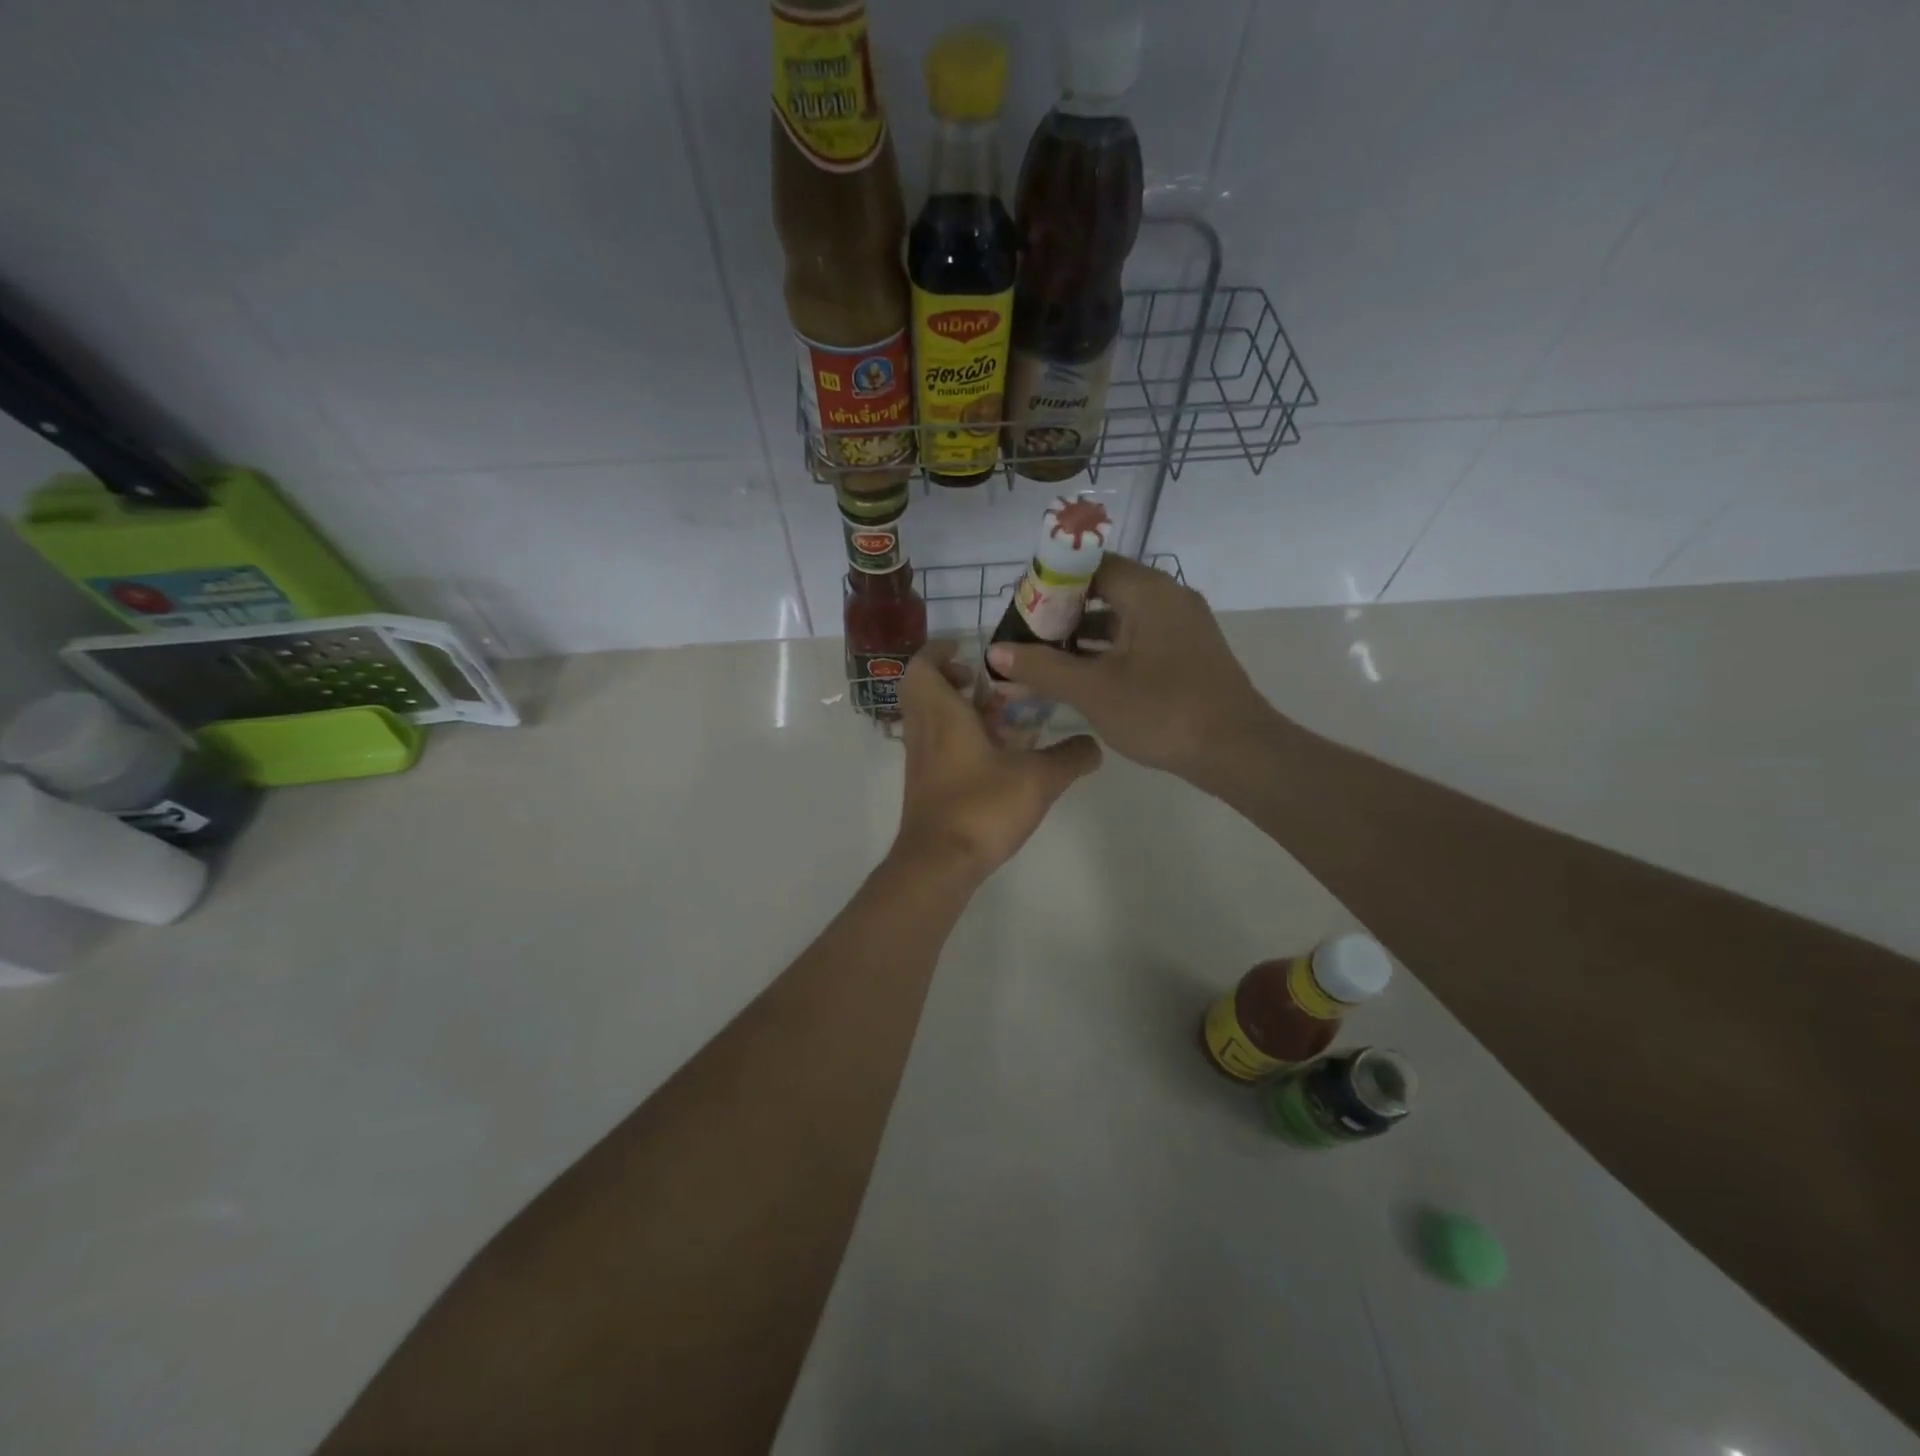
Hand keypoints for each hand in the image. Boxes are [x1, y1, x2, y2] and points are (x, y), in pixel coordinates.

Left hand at [892, 642, 1101, 883]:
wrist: (939, 863)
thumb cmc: (982, 807)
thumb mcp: (1038, 778)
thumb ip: (1070, 757)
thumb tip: (1095, 746)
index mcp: (941, 713)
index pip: (923, 665)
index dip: (940, 650)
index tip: (967, 648)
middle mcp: (923, 730)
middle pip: (922, 689)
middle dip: (951, 678)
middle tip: (985, 681)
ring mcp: (920, 760)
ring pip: (929, 719)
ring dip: (956, 709)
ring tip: (997, 717)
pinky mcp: (924, 785)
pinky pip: (935, 746)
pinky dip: (956, 738)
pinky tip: (992, 756)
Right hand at [984, 556, 1274, 781]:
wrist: (1236, 751)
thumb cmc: (1162, 711)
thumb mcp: (1092, 690)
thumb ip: (1041, 667)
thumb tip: (995, 652)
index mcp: (1147, 591)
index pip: (1089, 565)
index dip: (1050, 581)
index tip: (1021, 607)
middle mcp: (1168, 597)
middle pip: (1104, 589)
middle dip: (1063, 611)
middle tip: (1027, 635)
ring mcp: (1182, 626)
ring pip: (1122, 617)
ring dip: (1084, 634)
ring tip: (1045, 657)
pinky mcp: (1188, 653)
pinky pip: (1139, 638)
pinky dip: (1109, 650)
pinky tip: (1083, 676)